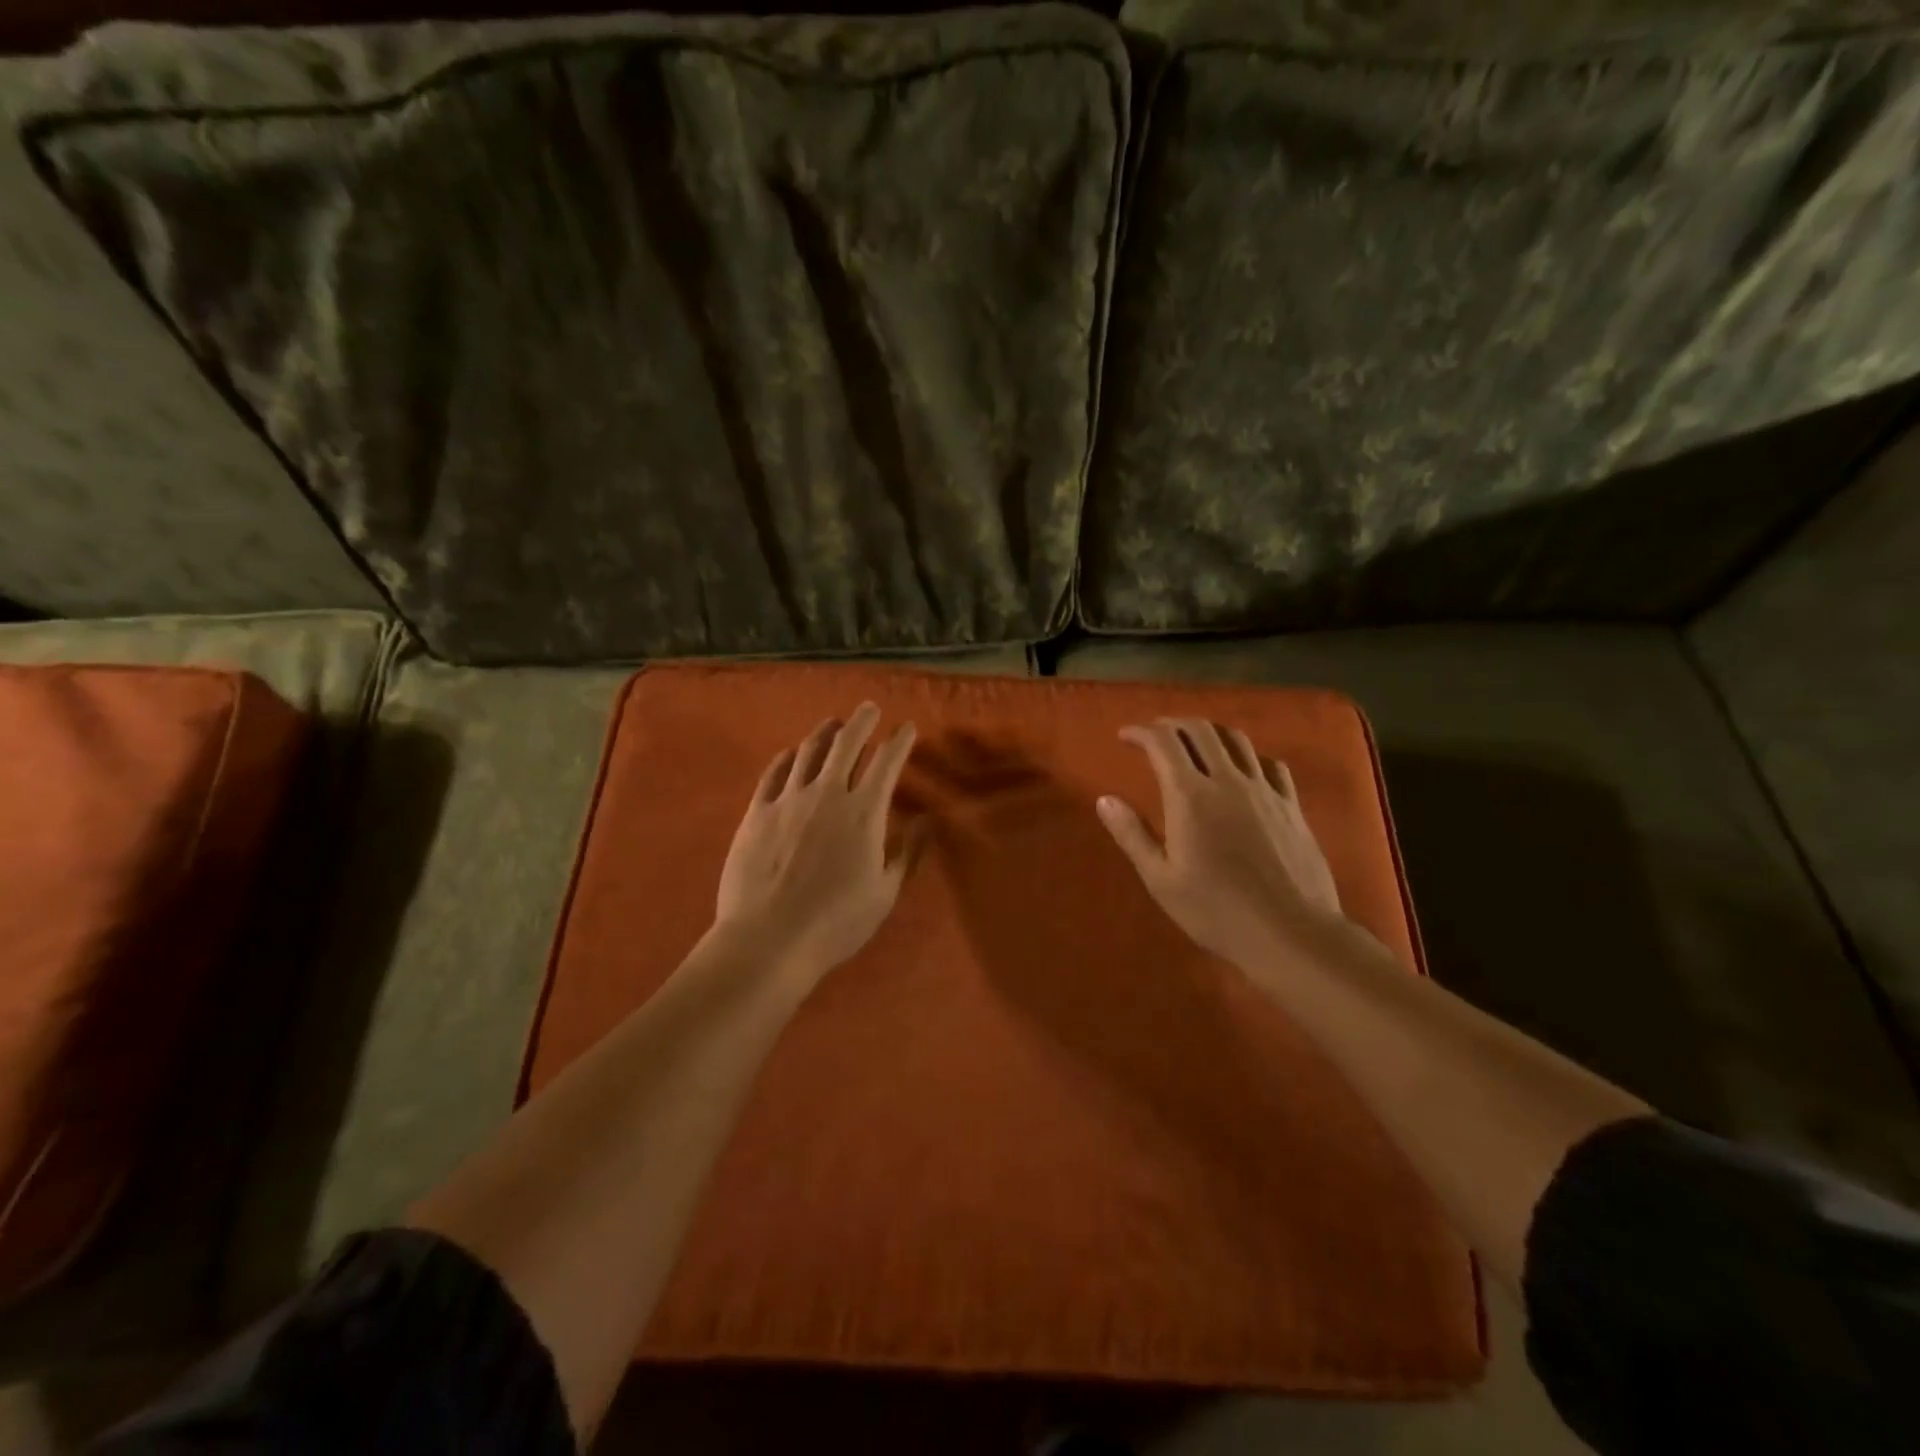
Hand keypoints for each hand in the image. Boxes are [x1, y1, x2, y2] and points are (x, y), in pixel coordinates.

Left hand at [714, 702, 918, 978]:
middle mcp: (827, 795)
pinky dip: (787, 759)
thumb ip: (907, 853)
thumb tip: (927, 822)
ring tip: (833, 724)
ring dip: (825, 733)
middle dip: (862, 722)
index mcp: (864, 813)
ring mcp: (788, 800)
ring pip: (809, 753)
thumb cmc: (836, 922)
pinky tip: (791, 754)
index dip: (900, 741)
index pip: (887, 763)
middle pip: (847, 744)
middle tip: (869, 708)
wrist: (768, 938)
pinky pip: (774, 774)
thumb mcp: (884, 893)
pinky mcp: (757, 813)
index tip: (908, 728)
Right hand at [1097, 718, 1348, 973]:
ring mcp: (1265, 791)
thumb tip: (1104, 800)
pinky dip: (1249, 756)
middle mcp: (1228, 781)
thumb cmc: (1216, 911)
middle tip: (1156, 734)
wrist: (1289, 933)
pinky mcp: (1291, 806)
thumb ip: (1132, 834)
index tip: (1125, 736)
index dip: (1141, 732)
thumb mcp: (1161, 879)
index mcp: (1190, 796)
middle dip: (1173, 724)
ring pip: (1237, 740)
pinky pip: (1271, 764)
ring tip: (1196, 743)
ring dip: (1210, 732)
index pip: (1163, 743)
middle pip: (1201, 731)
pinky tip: (1244, 769)